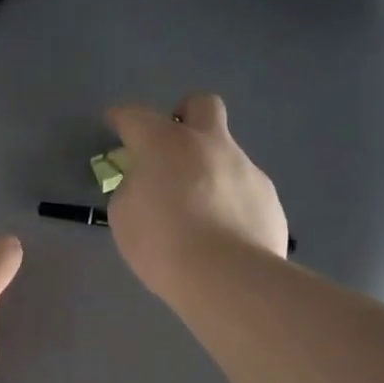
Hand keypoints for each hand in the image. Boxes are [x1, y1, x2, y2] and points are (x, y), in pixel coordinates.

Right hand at [104, 93, 288, 302]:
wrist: (227, 277)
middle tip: (171, 148)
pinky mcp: (269, 197)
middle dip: (184, 116)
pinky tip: (223, 233)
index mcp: (165, 144)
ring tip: (198, 212)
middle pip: (201, 105)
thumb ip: (133, 189)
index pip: (136, 116)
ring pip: (226, 153)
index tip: (115, 123)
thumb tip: (147, 183)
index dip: (122, 117)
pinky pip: (243, 189)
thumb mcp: (124, 217)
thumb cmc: (162, 243)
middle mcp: (209, 144)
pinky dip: (230, 202)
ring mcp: (245, 168)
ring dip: (208, 170)